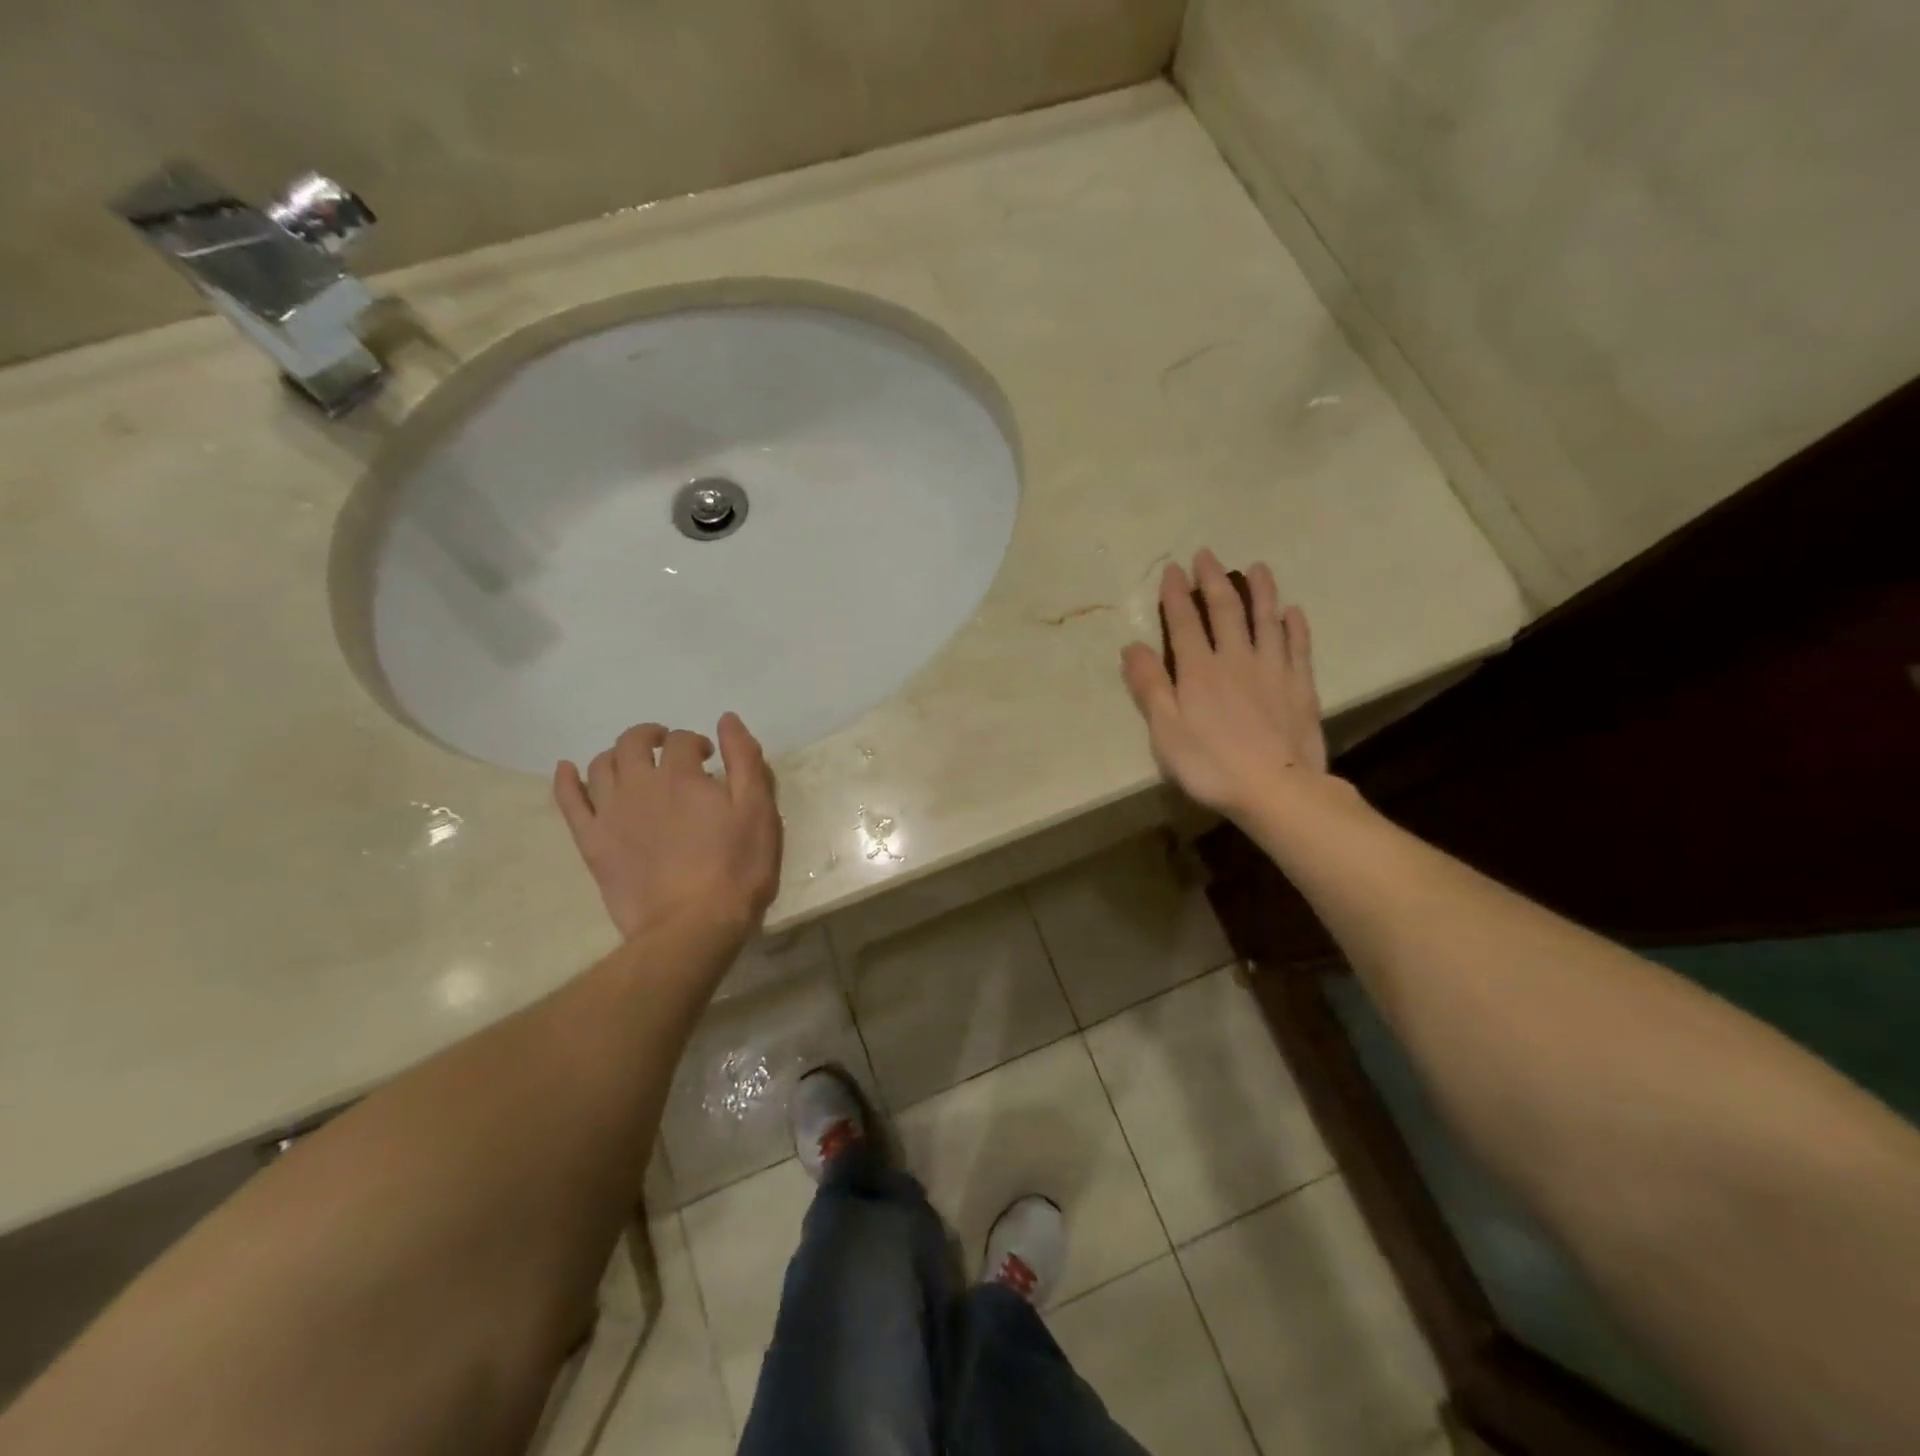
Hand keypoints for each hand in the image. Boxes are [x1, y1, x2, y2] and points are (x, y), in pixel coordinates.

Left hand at [553, 712, 782, 943]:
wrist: (692, 925)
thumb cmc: (736, 868)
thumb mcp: (758, 811)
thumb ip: (745, 760)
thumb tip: (727, 720)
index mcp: (681, 775)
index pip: (682, 740)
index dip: (697, 742)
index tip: (710, 758)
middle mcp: (639, 784)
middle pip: (634, 742)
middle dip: (652, 736)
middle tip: (668, 747)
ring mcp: (610, 813)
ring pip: (600, 766)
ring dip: (616, 754)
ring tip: (633, 763)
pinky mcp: (591, 842)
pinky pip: (569, 802)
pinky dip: (566, 780)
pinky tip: (566, 770)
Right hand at [1120, 550, 1332, 821]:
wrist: (1277, 789)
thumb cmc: (1210, 765)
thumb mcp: (1165, 730)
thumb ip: (1149, 686)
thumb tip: (1132, 646)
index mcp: (1199, 670)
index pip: (1184, 622)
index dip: (1176, 594)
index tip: (1173, 569)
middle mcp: (1236, 659)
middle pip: (1226, 611)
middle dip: (1214, 580)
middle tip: (1208, 554)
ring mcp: (1273, 670)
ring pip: (1266, 620)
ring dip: (1261, 591)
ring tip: (1258, 568)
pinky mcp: (1300, 686)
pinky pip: (1298, 647)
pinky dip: (1294, 626)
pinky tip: (1292, 612)